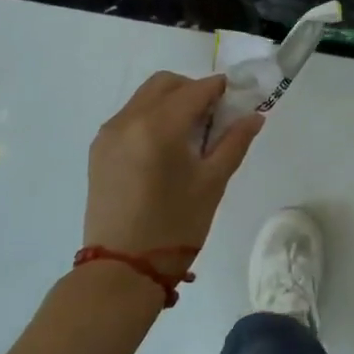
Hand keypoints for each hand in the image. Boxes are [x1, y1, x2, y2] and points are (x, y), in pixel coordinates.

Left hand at [84, 72, 262, 260]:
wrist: (122, 269)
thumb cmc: (175, 226)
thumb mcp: (212, 183)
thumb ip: (234, 142)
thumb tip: (255, 115)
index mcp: (159, 126)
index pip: (196, 90)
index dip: (220, 89)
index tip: (237, 100)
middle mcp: (129, 120)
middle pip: (166, 84)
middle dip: (193, 90)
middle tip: (214, 117)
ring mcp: (109, 133)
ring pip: (145, 97)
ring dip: (171, 102)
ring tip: (190, 135)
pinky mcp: (98, 149)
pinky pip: (129, 116)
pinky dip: (151, 117)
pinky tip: (165, 148)